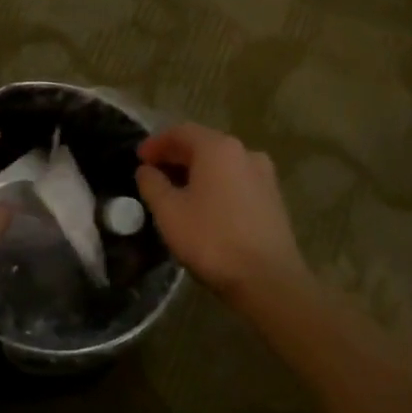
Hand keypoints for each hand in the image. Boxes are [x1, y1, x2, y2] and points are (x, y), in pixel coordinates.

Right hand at [135, 123, 308, 304]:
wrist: (268, 280)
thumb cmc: (212, 240)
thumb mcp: (169, 211)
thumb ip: (152, 184)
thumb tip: (147, 170)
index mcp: (218, 148)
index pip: (181, 132)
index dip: (156, 143)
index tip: (138, 158)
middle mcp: (245, 153)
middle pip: (203, 145)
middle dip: (175, 156)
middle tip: (153, 173)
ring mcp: (264, 176)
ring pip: (221, 164)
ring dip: (196, 171)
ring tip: (176, 191)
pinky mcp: (273, 199)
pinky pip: (236, 180)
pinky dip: (215, 184)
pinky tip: (203, 205)